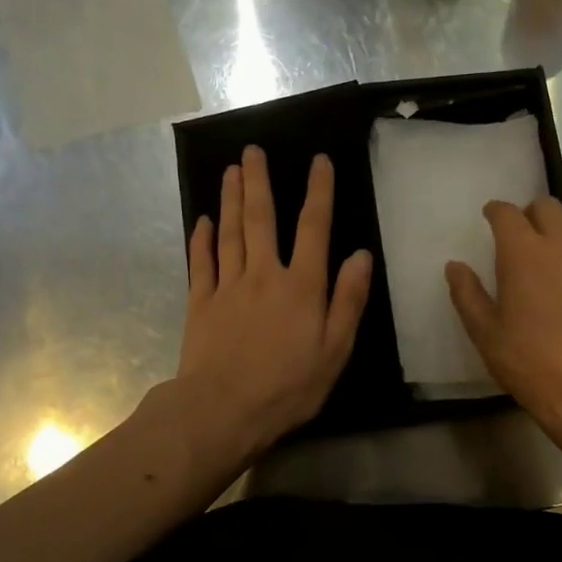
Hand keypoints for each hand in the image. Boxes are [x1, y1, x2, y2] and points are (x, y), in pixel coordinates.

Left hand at [178, 146, 371, 460]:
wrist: (222, 411)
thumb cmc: (288, 386)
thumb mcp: (335, 350)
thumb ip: (349, 300)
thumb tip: (361, 255)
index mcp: (302, 286)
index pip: (314, 228)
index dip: (319, 192)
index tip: (318, 160)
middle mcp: (264, 275)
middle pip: (261, 219)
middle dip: (259, 182)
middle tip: (252, 150)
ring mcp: (228, 287)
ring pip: (230, 232)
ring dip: (232, 199)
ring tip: (231, 170)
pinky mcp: (200, 303)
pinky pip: (202, 262)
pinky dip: (202, 238)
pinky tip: (203, 220)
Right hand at [446, 198, 561, 461]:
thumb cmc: (530, 362)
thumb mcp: (485, 333)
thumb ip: (467, 294)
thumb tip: (455, 266)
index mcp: (524, 253)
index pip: (508, 213)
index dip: (495, 211)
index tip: (488, 218)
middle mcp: (561, 248)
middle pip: (547, 207)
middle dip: (528, 213)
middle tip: (514, 238)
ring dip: (551, 238)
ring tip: (537, 271)